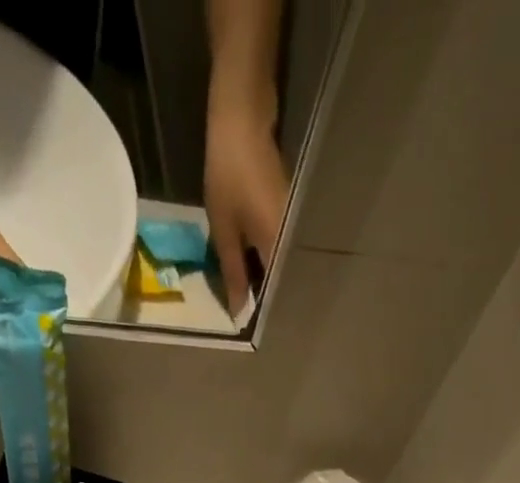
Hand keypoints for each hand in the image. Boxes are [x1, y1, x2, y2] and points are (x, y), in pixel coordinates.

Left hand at [204, 102, 287, 313]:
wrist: (243, 116)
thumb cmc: (229, 173)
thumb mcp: (224, 229)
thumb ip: (233, 273)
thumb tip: (238, 311)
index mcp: (279, 248)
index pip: (278, 294)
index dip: (265, 312)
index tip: (253, 328)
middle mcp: (294, 240)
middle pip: (285, 282)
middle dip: (268, 299)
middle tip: (250, 316)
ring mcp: (295, 225)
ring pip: (284, 265)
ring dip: (269, 281)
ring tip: (252, 298)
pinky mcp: (290, 212)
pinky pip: (281, 247)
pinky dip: (269, 260)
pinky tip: (256, 268)